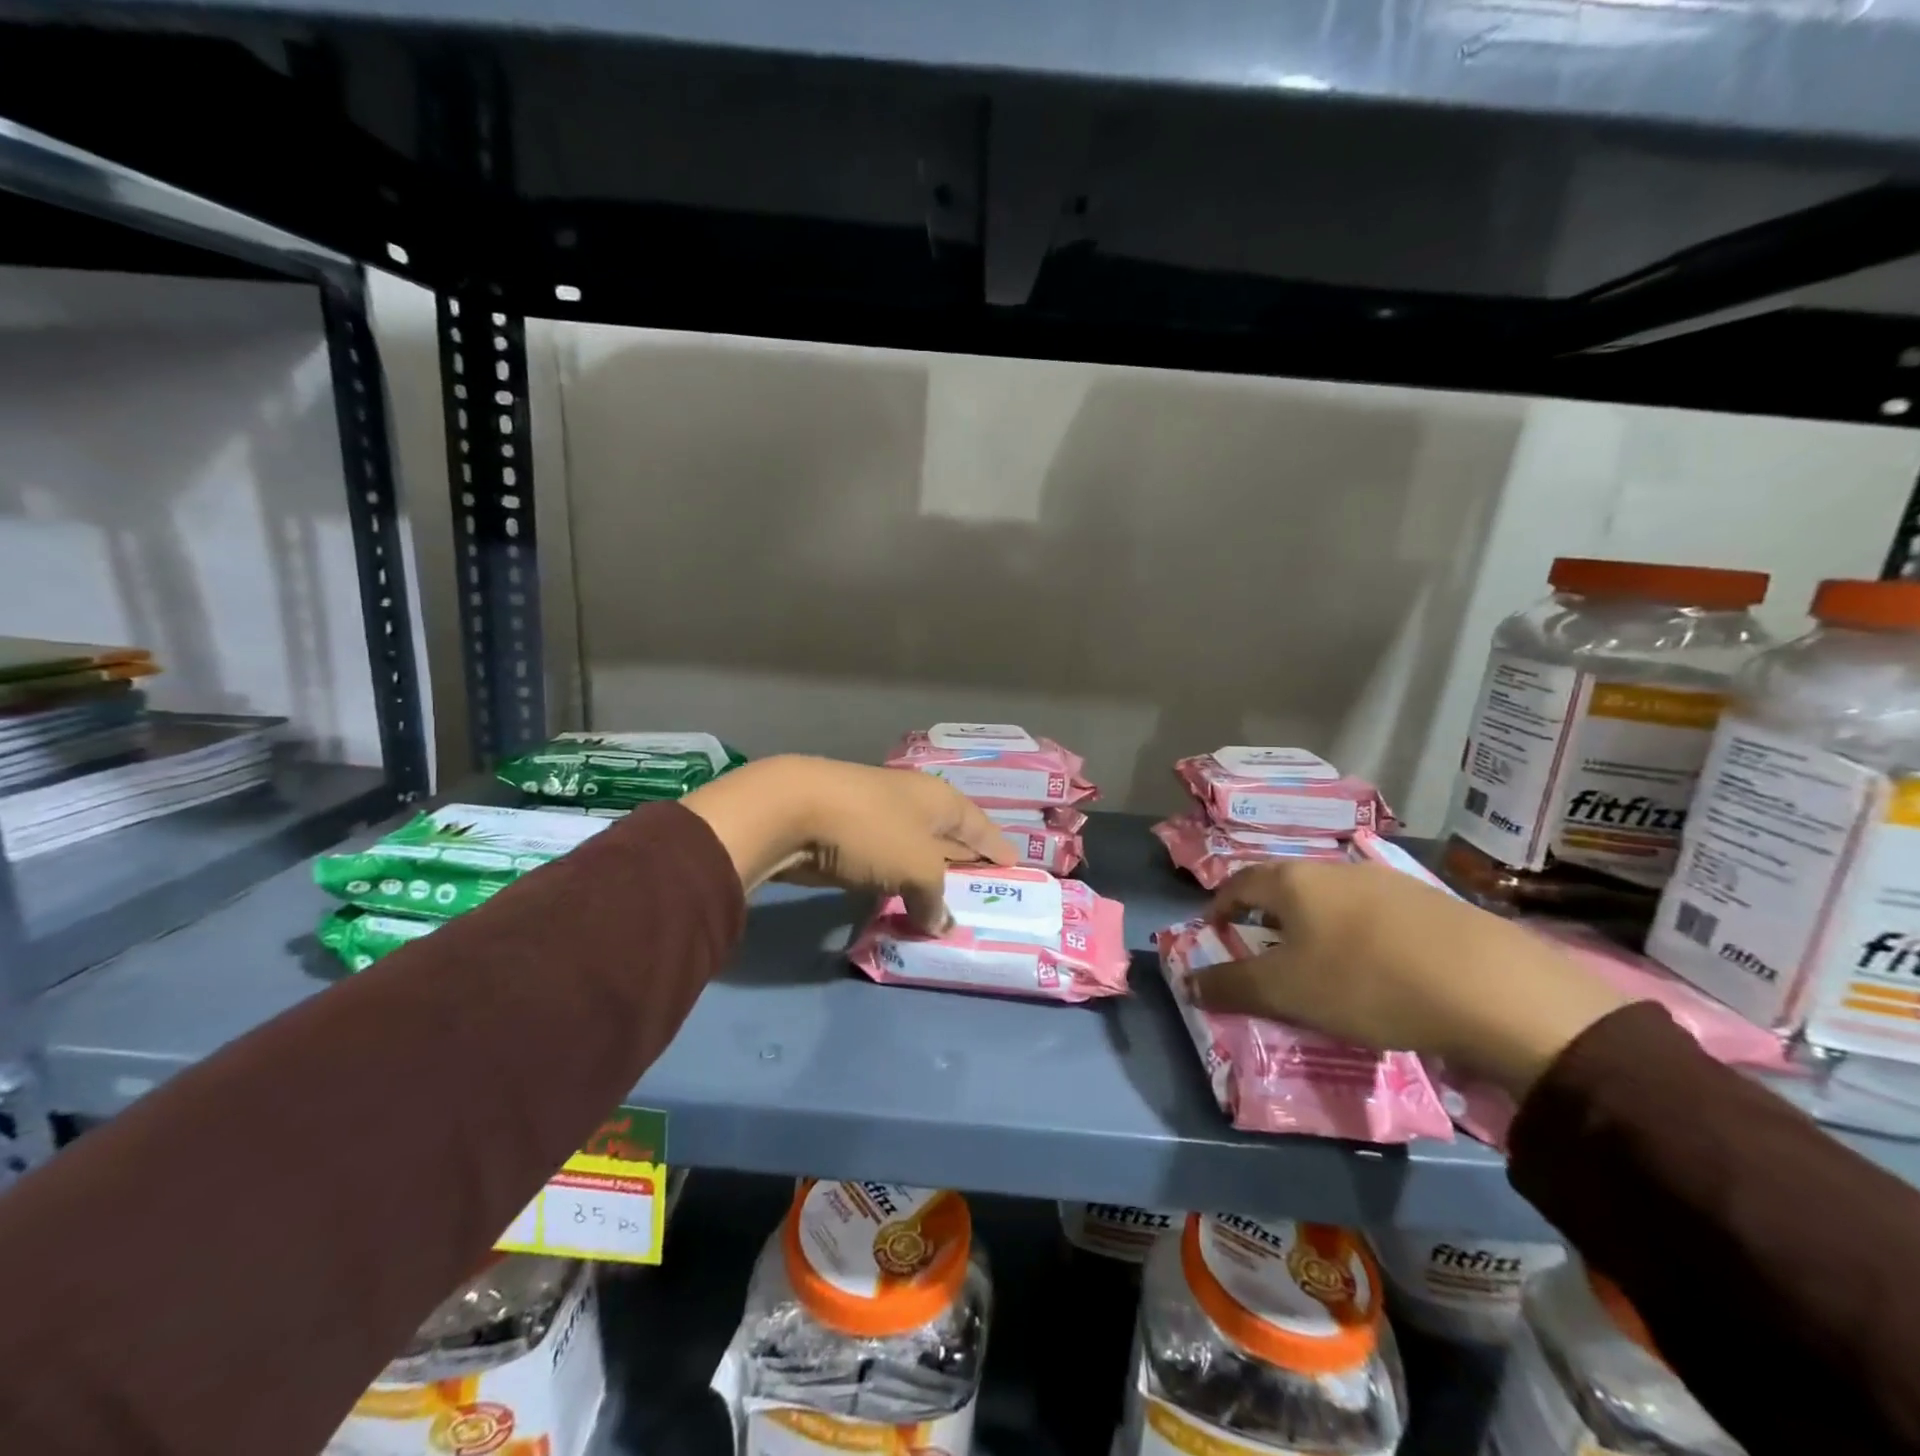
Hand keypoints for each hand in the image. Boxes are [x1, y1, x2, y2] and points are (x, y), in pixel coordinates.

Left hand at [682, 756, 1014, 931]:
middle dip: (964, 863)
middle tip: (984, 894)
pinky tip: (902, 903)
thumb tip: (941, 924)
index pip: (978, 824)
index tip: (1015, 868)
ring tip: (947, 907)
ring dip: (928, 879)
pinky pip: (885, 866)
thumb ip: (935, 899)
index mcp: (938, 800)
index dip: (997, 846)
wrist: (792, 812)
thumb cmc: (871, 830)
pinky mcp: (848, 839)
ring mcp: (877, 819)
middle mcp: (912, 803)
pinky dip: (897, 884)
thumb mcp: (917, 868)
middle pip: (948, 837)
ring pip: (914, 853)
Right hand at [1187, 860, 1630, 1096]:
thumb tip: (1188, 983)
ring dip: (1314, 923)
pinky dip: (1358, 934)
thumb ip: (1231, 986)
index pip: (1239, 883)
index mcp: (1293, 881)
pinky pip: (1374, 913)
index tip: (1213, 930)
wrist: (1492, 989)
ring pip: (1332, 897)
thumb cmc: (1366, 982)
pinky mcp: (1433, 903)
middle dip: (1267, 915)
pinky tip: (1377, 966)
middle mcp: (1335, 869)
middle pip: (1286, 885)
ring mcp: (1388, 881)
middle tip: (1263, 948)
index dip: (1219, 905)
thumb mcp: (1286, 992)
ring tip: (1319, 960)